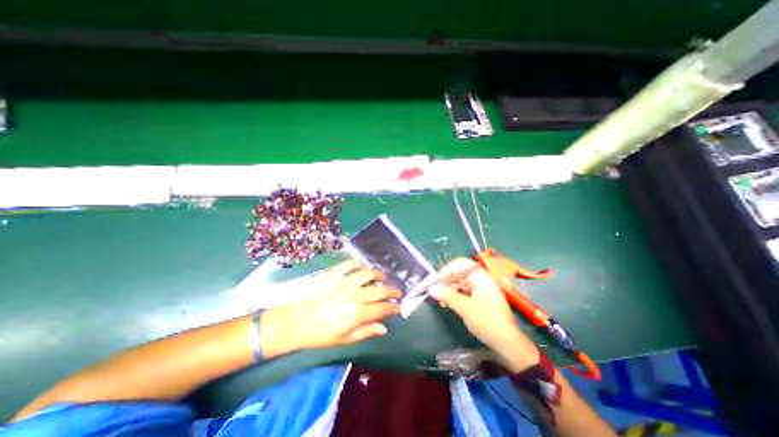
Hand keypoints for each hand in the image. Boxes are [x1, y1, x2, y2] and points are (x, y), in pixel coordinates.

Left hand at [259, 262, 397, 356]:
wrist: (293, 321)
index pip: (383, 308)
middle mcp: (355, 294)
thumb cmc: (319, 334)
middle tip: (396, 292)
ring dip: (379, 274)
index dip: (394, 307)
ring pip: (369, 273)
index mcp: (357, 313)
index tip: (400, 306)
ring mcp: (344, 281)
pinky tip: (362, 268)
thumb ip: (366, 332)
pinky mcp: (334, 273)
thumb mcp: (343, 340)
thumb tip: (384, 327)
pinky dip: (359, 264)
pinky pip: (351, 263)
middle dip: (393, 291)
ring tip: (382, 278)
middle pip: (380, 289)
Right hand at [428, 258, 539, 373]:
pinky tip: (448, 303)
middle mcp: (482, 279)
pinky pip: (465, 291)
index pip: (460, 264)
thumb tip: (431, 289)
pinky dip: (455, 295)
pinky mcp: (481, 297)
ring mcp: (482, 288)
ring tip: (441, 300)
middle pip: (460, 273)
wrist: (508, 343)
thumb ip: (447, 296)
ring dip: (450, 289)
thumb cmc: (487, 322)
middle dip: (446, 281)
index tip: (435, 281)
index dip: (446, 270)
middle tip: (435, 292)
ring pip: (461, 282)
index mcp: (481, 276)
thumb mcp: (465, 308)